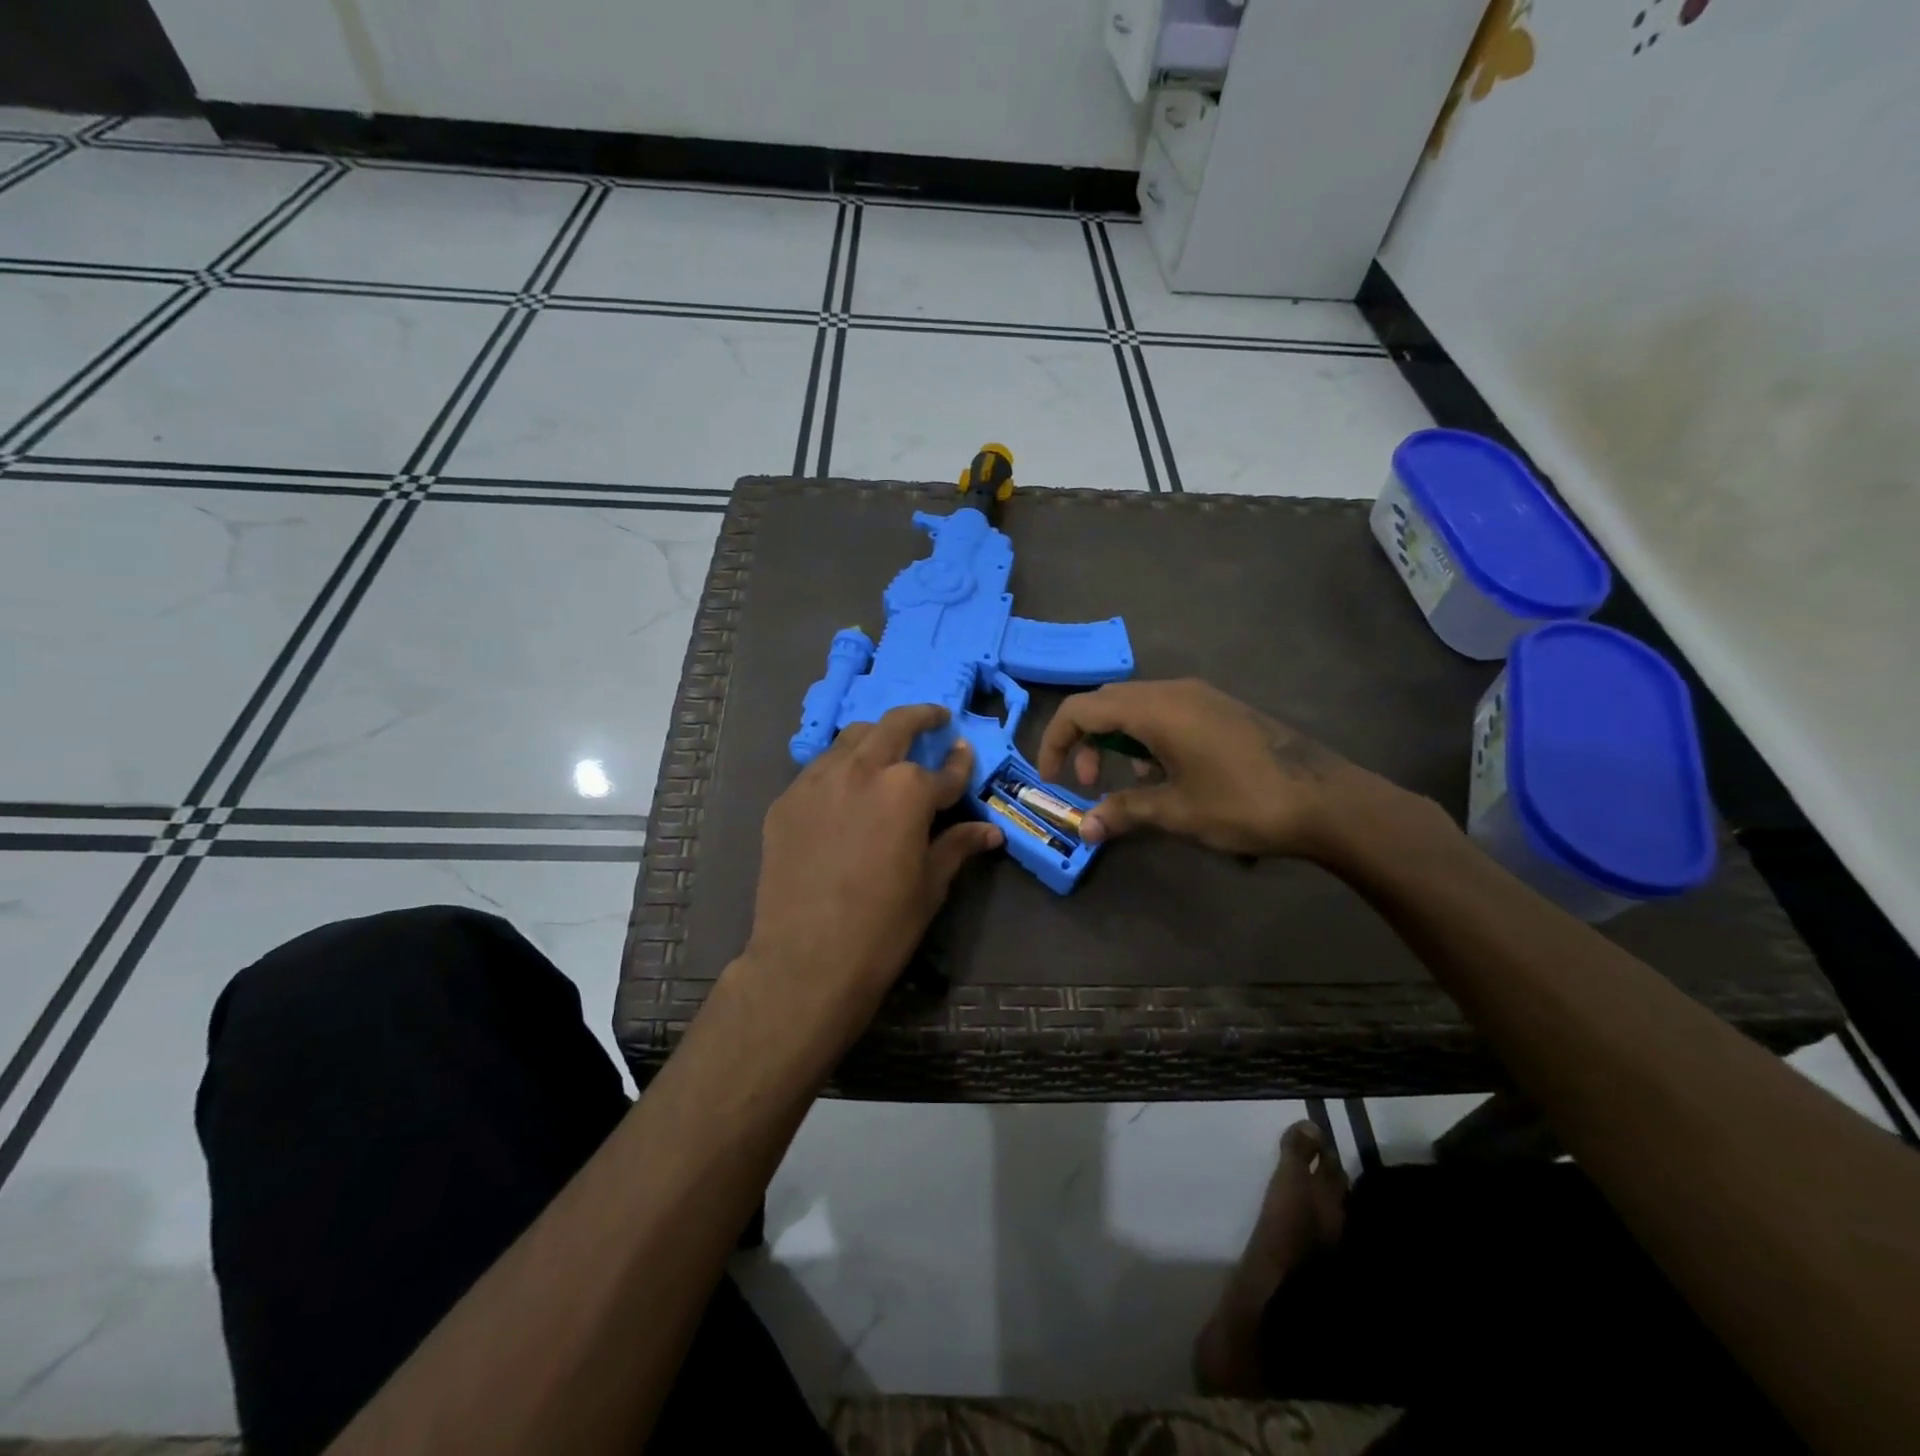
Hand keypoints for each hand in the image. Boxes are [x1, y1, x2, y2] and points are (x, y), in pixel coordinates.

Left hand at [744, 705, 1002, 1032]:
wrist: (807, 959)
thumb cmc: (883, 926)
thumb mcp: (930, 885)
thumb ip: (957, 845)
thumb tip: (990, 830)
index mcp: (908, 790)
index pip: (944, 770)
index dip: (961, 763)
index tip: (965, 752)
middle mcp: (863, 770)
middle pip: (894, 726)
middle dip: (920, 717)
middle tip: (933, 718)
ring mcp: (818, 781)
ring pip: (851, 739)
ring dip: (875, 736)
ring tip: (885, 747)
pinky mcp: (786, 801)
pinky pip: (818, 769)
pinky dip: (839, 767)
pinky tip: (844, 788)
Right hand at [1037, 678, 1391, 858]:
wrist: (1325, 800)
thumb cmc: (1243, 803)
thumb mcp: (1176, 811)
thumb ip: (1123, 812)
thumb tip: (1084, 828)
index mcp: (1155, 709)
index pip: (1082, 710)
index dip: (1056, 741)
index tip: (1052, 778)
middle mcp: (1173, 691)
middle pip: (1106, 703)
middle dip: (1086, 742)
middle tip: (1090, 785)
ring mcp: (1200, 696)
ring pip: (1136, 707)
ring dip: (1118, 742)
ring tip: (1133, 787)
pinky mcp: (1219, 709)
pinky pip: (1165, 713)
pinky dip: (1147, 739)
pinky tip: (1167, 777)